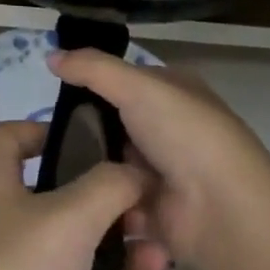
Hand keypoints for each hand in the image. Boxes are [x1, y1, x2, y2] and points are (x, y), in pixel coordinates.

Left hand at [0, 120, 169, 269]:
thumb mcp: (71, 217)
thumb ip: (109, 186)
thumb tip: (135, 171)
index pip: (9, 136)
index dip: (44, 129)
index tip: (89, 141)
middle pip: (50, 197)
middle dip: (101, 204)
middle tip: (142, 213)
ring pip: (63, 252)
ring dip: (109, 255)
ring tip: (156, 262)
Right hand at [50, 49, 269, 269]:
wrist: (223, 211)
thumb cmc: (184, 134)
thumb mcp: (136, 86)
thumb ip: (91, 68)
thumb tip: (49, 55)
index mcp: (176, 92)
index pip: (127, 80)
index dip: (94, 84)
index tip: (56, 94)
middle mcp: (172, 130)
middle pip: (116, 125)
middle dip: (86, 133)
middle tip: (46, 137)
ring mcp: (165, 174)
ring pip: (113, 166)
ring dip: (90, 172)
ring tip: (50, 172)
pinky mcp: (156, 214)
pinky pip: (116, 204)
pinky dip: (98, 204)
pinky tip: (67, 202)